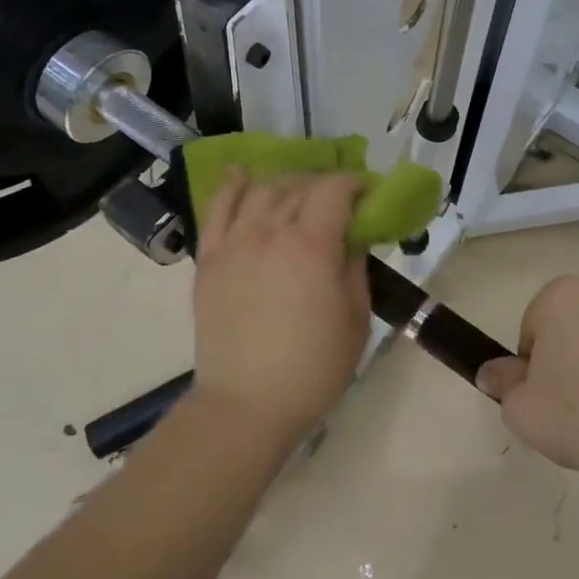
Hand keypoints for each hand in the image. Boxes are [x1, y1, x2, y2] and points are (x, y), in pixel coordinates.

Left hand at [192, 169, 370, 445]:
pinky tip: (242, 174)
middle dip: (325, 184)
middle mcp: (270, 232)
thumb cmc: (313, 369)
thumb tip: (353, 238)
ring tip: (299, 195)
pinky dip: (231, 186)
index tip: (369, 192)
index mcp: (312, 246)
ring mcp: (234, 243)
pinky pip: (216, 209)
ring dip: (287, 184)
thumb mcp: (356, 319)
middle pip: (299, 186)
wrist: (247, 404)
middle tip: (339, 201)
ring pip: (261, 191)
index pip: (335, 190)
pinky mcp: (209, 259)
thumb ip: (356, 268)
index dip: (355, 182)